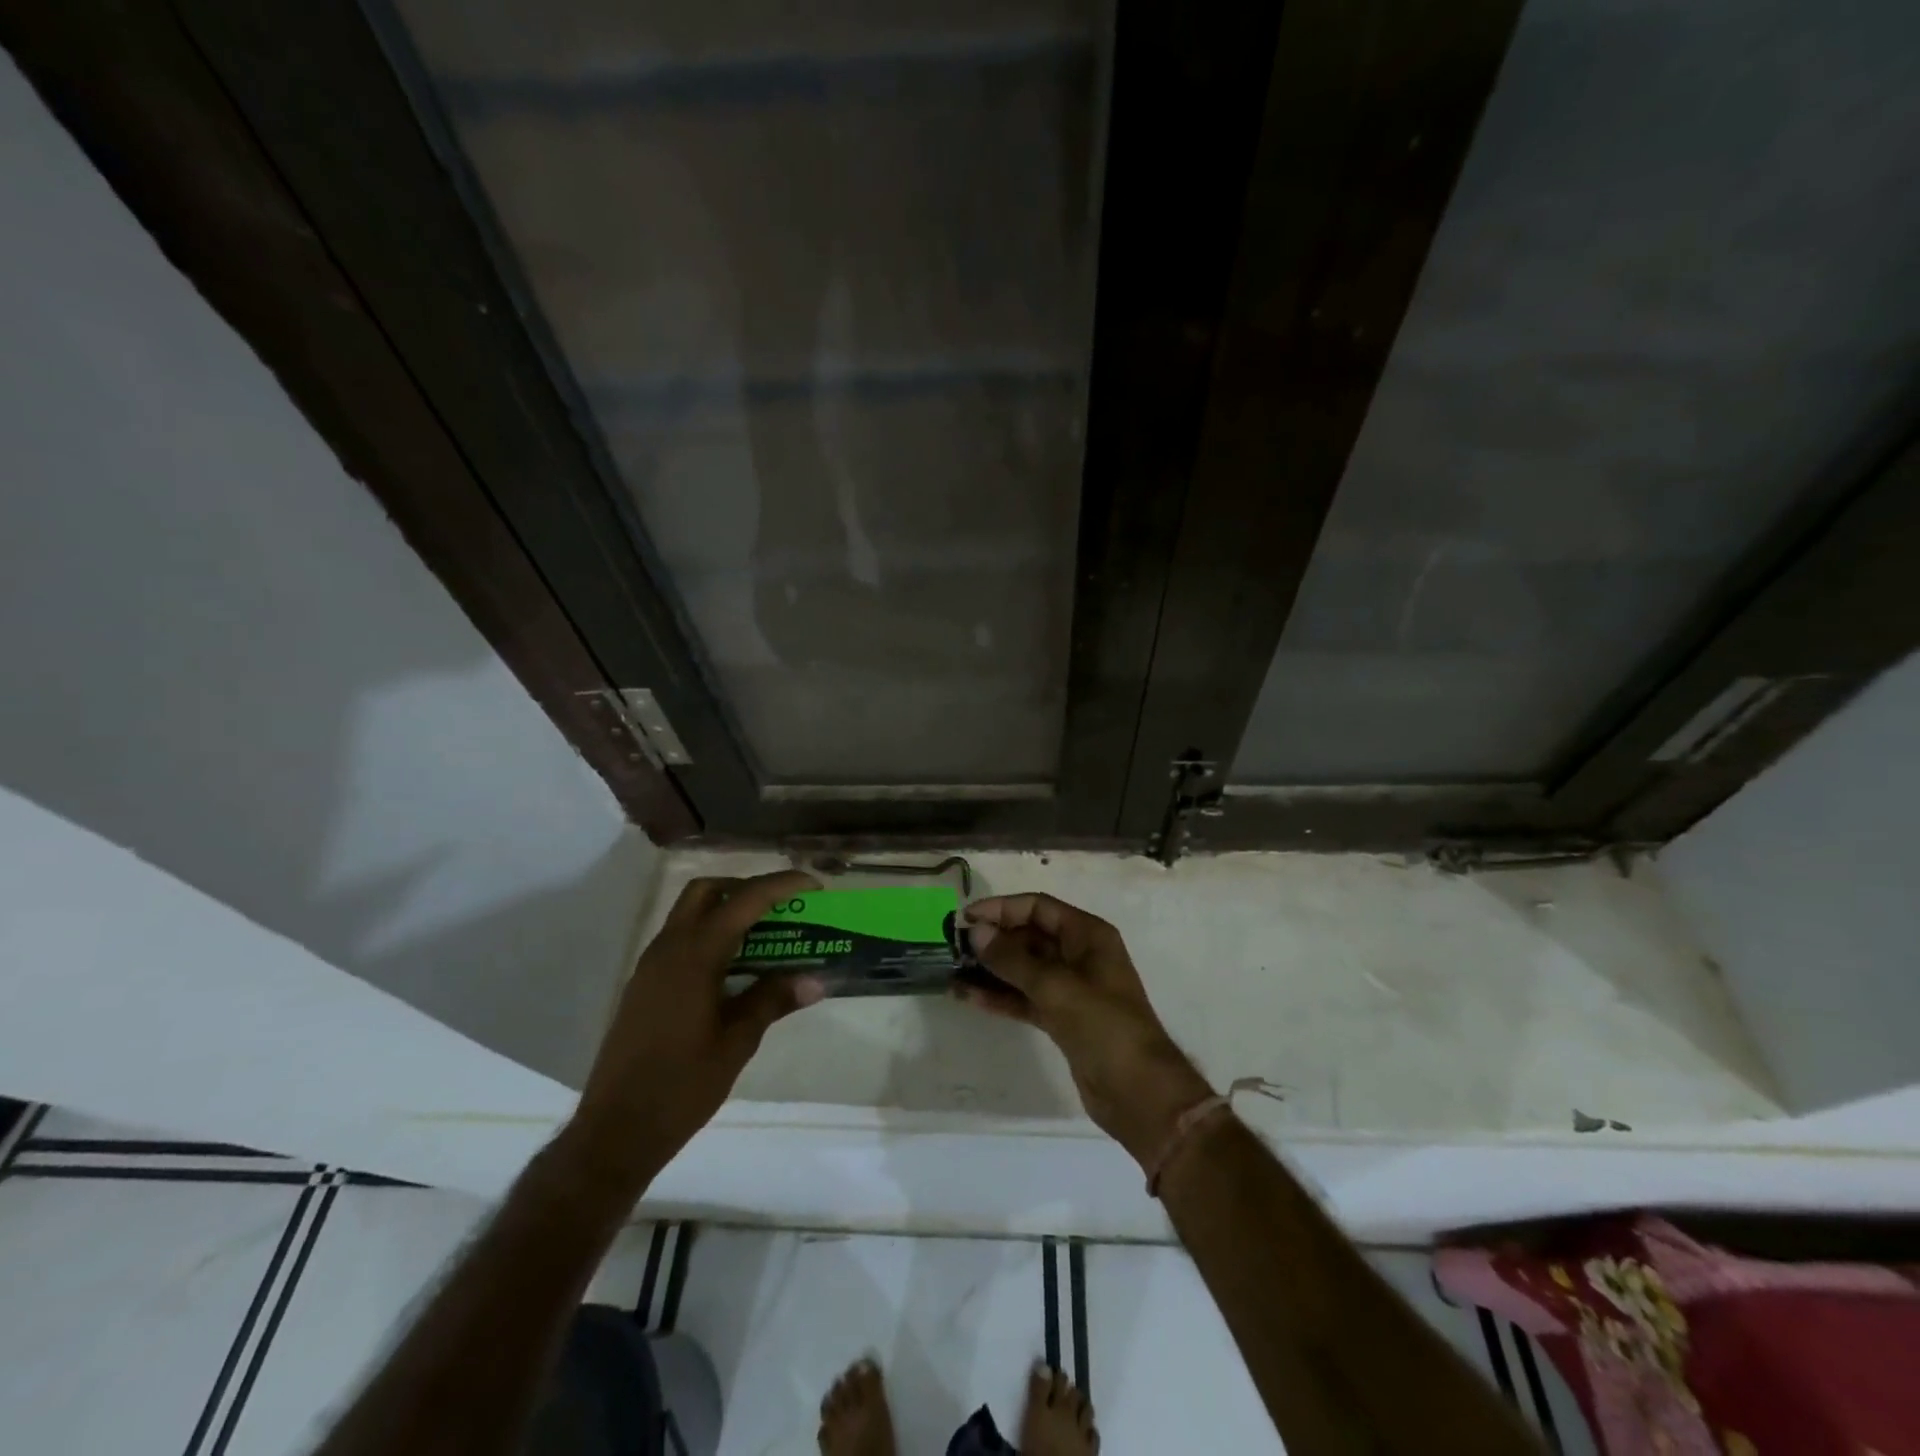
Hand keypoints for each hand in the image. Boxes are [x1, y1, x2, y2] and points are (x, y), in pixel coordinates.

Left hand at [570, 871, 826, 1185]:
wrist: (615, 1131)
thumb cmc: (681, 1086)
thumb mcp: (737, 1042)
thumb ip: (773, 1000)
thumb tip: (815, 979)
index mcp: (694, 956)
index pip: (744, 901)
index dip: (781, 885)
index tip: (814, 885)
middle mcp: (668, 948)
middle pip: (708, 891)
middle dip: (747, 888)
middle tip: (783, 906)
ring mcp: (651, 966)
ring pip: (690, 913)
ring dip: (727, 910)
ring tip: (767, 933)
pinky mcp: (644, 984)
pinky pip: (681, 938)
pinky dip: (711, 934)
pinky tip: (735, 966)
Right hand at [957, 893, 1213, 1168]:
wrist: (1139, 1093)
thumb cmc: (1103, 1026)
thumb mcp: (1056, 987)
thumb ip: (1013, 959)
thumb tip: (976, 932)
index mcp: (1087, 935)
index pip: (1038, 908)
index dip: (1001, 909)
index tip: (965, 919)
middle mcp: (1079, 955)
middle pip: (1029, 936)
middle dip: (993, 940)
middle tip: (952, 947)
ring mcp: (1070, 988)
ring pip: (1023, 969)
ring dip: (991, 970)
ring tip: (952, 972)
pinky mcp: (1061, 1018)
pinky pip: (1025, 997)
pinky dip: (1000, 996)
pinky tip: (968, 998)